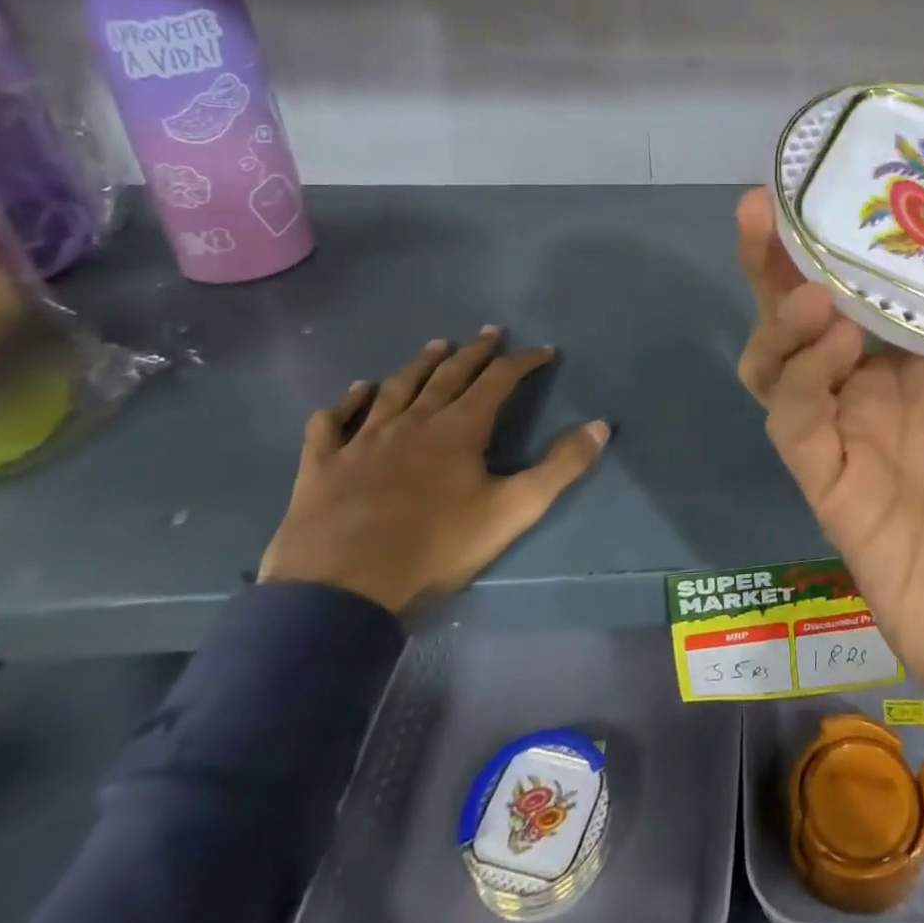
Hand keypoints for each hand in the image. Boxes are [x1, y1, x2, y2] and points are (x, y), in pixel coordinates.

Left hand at [259, 328, 608, 614]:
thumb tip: (601, 425)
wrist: (341, 590)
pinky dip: (345, 403)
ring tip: (436, 346)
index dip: (524, 362)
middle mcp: (412, 421)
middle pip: (449, 375)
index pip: (498, 380)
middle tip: (490, 331)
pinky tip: (354, 392)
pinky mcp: (322, 466)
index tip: (544, 351)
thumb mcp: (513, 510)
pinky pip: (331, 424)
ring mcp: (363, 440)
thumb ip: (561, 467)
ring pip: (396, 389)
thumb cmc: (435, 547)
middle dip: (475, 352)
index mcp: (458, 428)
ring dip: (419, 365)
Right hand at [736, 188, 923, 800]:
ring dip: (781, 315)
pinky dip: (800, 375)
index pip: (878, 282)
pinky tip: (836, 344)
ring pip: (779, 358)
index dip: (849, 235)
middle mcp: (884, 384)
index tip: (839, 179)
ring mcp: (852, 430)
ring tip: (811, 286)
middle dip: (777, 259)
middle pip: (806, 308)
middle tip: (765, 207)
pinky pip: (791, 417)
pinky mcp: (829, 481)